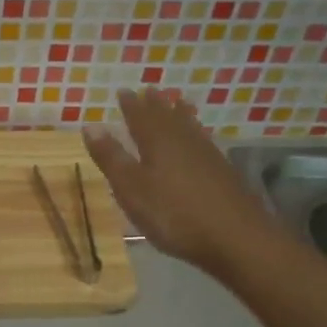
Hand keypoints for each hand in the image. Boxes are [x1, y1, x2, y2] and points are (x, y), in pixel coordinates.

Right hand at [82, 90, 277, 270]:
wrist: (235, 237)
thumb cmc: (173, 214)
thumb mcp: (131, 189)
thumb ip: (111, 157)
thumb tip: (91, 126)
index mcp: (157, 142)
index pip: (140, 117)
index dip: (131, 105)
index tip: (123, 91)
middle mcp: (183, 141)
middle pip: (167, 116)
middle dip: (155, 104)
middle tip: (149, 90)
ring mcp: (206, 155)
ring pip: (188, 126)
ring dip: (179, 113)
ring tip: (176, 102)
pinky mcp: (222, 171)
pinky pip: (203, 140)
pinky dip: (196, 132)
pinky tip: (199, 138)